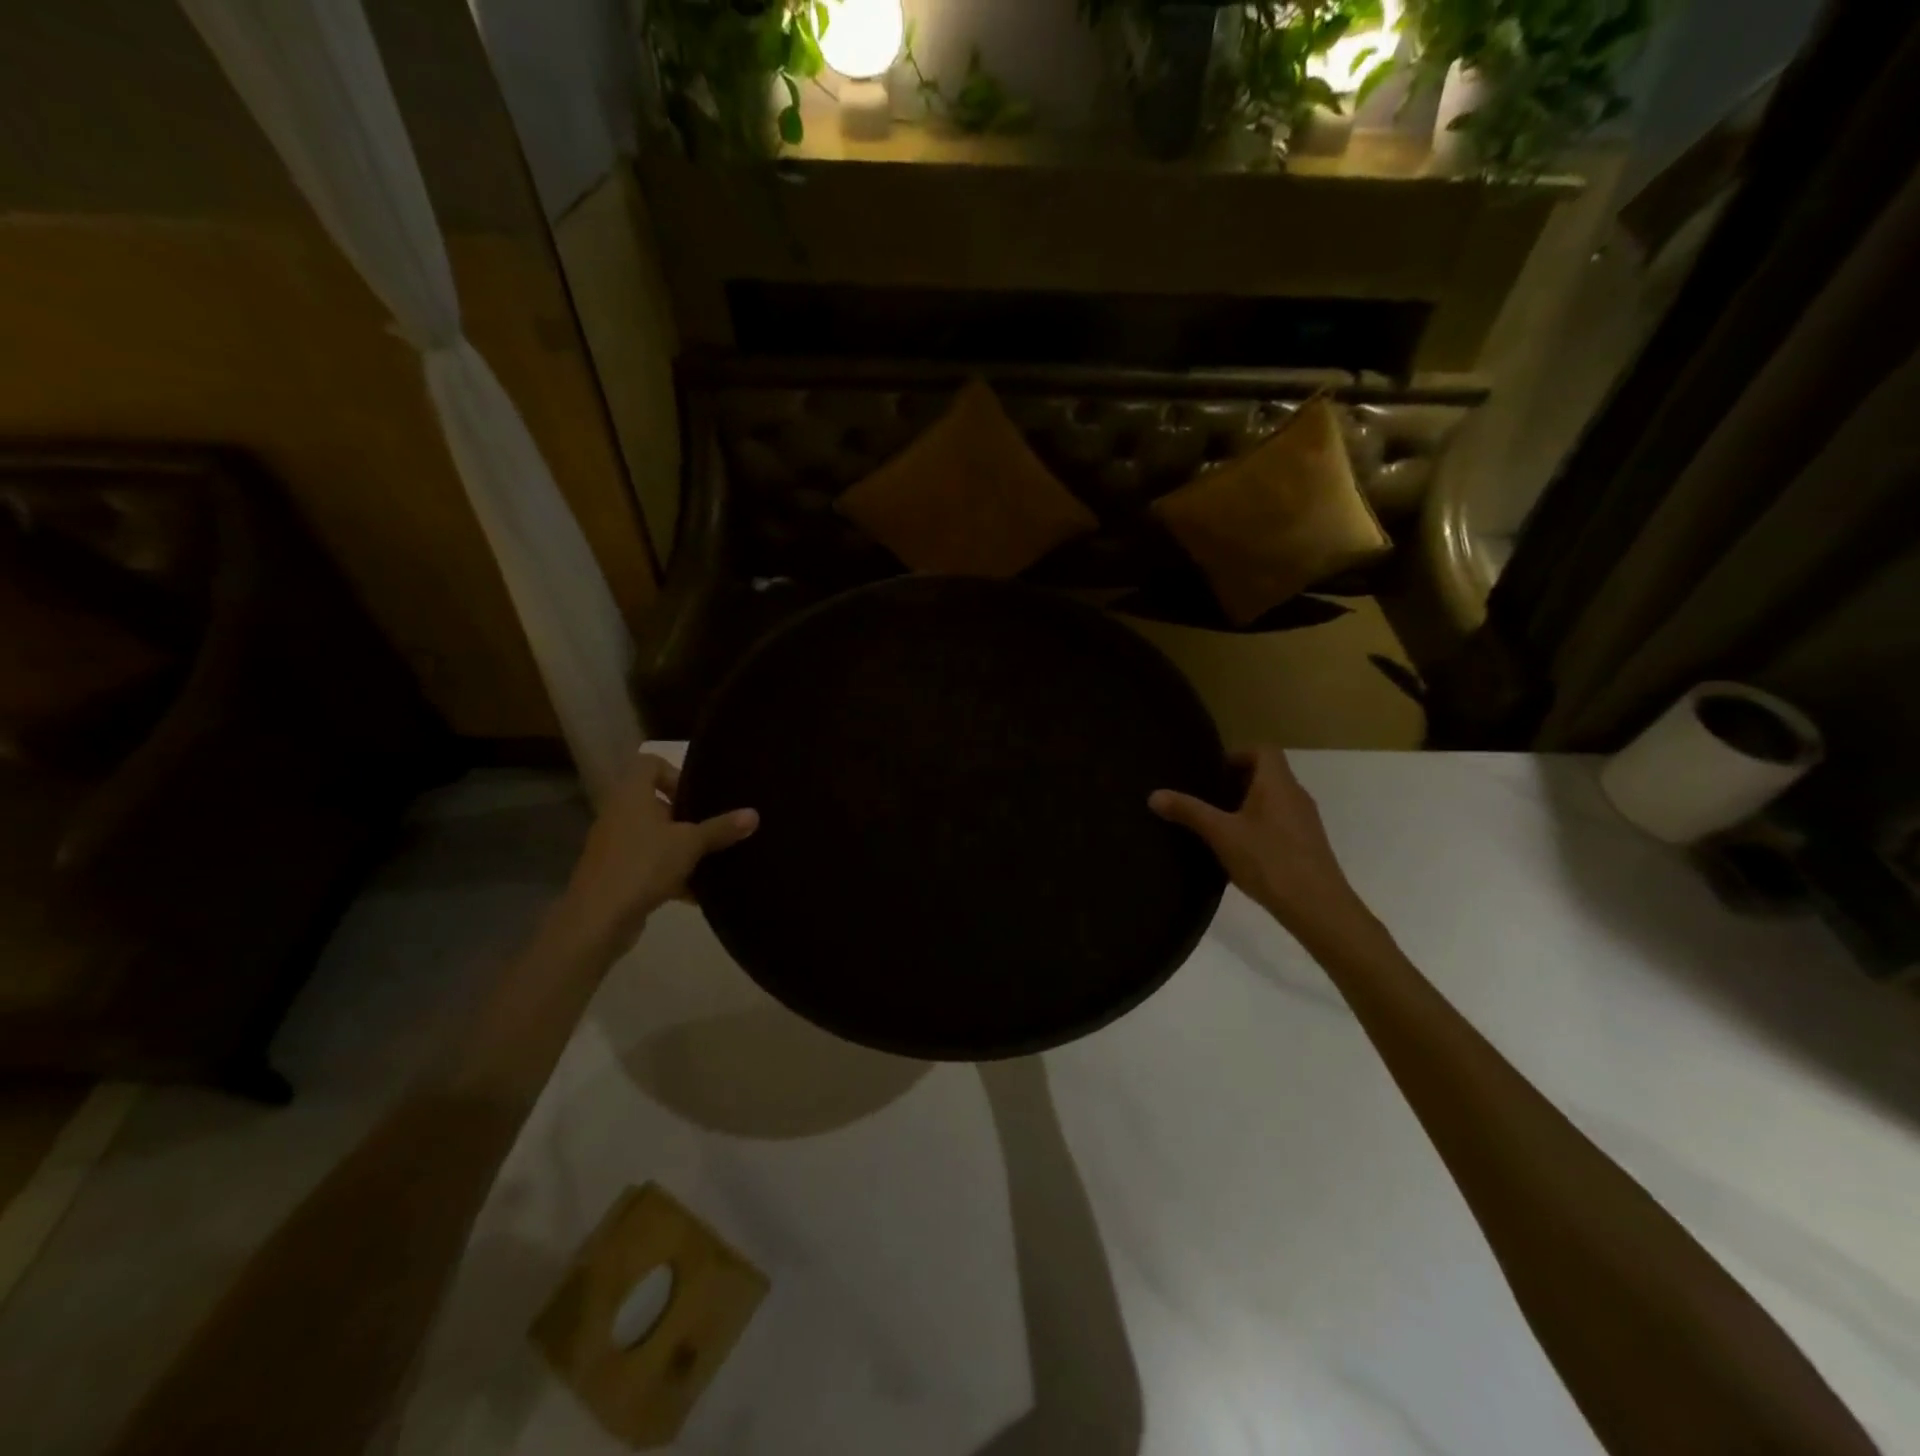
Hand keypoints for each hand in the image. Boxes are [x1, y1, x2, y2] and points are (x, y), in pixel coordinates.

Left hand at [556, 753, 756, 957]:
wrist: (597, 919)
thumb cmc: (643, 865)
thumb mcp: (690, 844)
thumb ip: (721, 828)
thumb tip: (754, 814)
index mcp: (632, 795)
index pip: (649, 763)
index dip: (675, 773)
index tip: (697, 796)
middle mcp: (619, 814)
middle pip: (655, 803)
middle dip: (685, 817)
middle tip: (711, 829)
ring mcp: (614, 845)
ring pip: (654, 836)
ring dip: (680, 848)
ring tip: (709, 861)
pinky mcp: (615, 873)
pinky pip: (648, 864)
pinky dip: (670, 874)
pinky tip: (695, 894)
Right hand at [1150, 747, 1374, 950]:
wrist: (1318, 906)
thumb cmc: (1268, 860)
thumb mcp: (1221, 834)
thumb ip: (1189, 812)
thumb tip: (1154, 795)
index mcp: (1277, 783)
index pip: (1263, 749)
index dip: (1237, 754)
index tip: (1213, 773)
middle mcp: (1296, 794)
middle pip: (1268, 773)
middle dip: (1237, 781)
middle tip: (1208, 798)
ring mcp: (1305, 820)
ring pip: (1274, 799)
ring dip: (1248, 805)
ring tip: (1219, 824)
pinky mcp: (1308, 843)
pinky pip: (1281, 821)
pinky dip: (1260, 825)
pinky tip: (1241, 850)